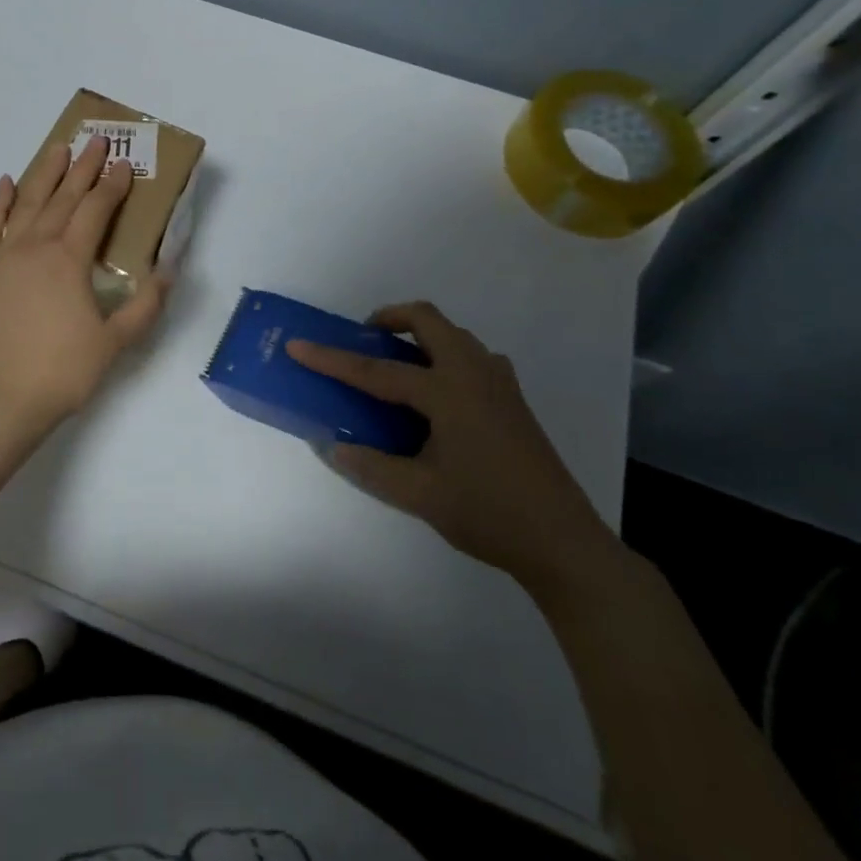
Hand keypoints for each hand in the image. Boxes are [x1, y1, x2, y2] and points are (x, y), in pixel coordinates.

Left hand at [0, 135, 170, 440]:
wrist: (5, 399)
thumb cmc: (65, 370)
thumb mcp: (117, 341)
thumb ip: (146, 304)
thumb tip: (169, 269)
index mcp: (69, 260)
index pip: (95, 211)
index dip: (113, 186)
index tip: (125, 165)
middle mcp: (36, 247)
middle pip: (63, 198)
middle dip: (83, 168)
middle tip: (97, 142)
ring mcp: (4, 257)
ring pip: (27, 204)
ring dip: (45, 174)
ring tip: (58, 148)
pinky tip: (7, 183)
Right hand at [287, 301, 621, 597]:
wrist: (563, 542)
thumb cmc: (488, 513)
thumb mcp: (419, 495)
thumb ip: (370, 466)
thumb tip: (332, 445)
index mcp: (447, 392)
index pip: (376, 371)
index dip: (331, 360)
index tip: (297, 345)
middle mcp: (474, 374)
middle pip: (427, 320)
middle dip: (389, 318)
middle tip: (364, 340)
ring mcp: (499, 383)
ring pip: (453, 335)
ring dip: (419, 337)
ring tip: (396, 368)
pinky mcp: (512, 399)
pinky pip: (471, 356)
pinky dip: (444, 357)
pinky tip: (436, 398)